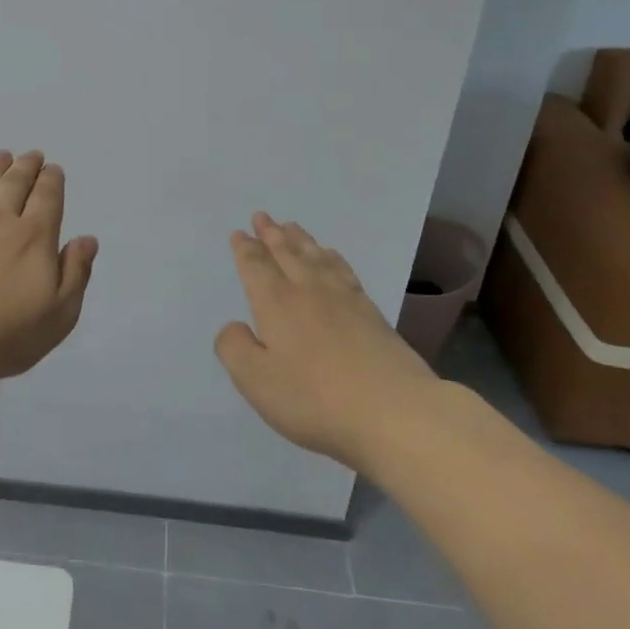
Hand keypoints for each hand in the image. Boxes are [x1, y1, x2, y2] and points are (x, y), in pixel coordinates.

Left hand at [0, 151, 98, 386]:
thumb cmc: (9, 335)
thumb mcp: (60, 313)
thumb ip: (76, 272)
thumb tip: (87, 238)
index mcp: (35, 238)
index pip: (47, 198)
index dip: (52, 180)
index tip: (54, 168)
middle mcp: (0, 223)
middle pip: (14, 185)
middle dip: (26, 167)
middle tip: (31, 154)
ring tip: (1, 155)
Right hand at [215, 212, 444, 463]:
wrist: (395, 412)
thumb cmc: (315, 399)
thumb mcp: (255, 380)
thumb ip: (234, 348)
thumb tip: (234, 326)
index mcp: (276, 304)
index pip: (256, 267)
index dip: (245, 249)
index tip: (239, 233)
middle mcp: (309, 292)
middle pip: (287, 254)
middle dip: (271, 234)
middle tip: (262, 216)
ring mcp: (345, 300)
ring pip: (316, 257)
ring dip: (300, 239)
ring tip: (291, 226)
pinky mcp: (372, 314)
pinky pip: (344, 271)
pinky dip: (332, 257)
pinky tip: (331, 256)